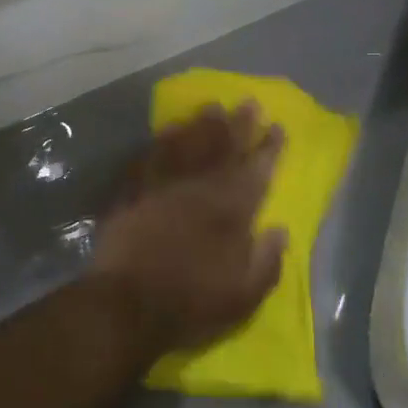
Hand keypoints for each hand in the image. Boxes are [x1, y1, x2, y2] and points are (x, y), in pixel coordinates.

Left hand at [91, 103, 286, 358]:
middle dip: (239, 124)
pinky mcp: (133, 192)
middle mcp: (200, 188)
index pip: (257, 170)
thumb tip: (280, 230)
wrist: (127, 305)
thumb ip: (267, 261)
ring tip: (212, 107)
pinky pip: (151, 156)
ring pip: (187, 144)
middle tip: (248, 102)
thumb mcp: (244, 297)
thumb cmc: (191, 304)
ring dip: (202, 124)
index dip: (269, 148)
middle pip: (223, 147)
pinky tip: (168, 130)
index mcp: (232, 210)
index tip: (278, 127)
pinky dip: (162, 141)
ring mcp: (164, 185)